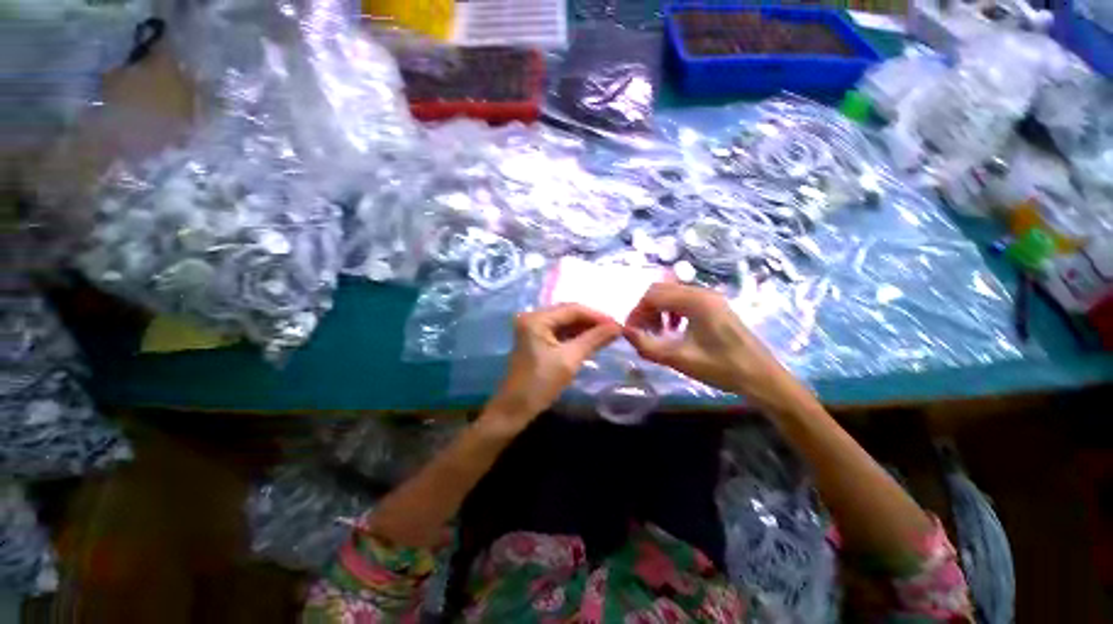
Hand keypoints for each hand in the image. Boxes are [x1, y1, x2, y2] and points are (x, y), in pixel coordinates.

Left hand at [485, 303, 621, 430]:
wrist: (514, 410)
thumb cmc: (540, 384)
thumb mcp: (569, 360)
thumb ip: (594, 339)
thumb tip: (617, 327)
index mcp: (537, 319)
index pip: (573, 309)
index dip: (597, 316)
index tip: (618, 325)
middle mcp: (533, 317)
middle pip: (568, 313)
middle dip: (592, 321)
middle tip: (614, 330)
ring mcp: (533, 328)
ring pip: (565, 322)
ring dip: (585, 328)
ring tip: (607, 335)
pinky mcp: (535, 339)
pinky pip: (559, 332)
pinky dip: (575, 336)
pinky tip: (591, 340)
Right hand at [624, 283, 805, 412]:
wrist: (761, 377)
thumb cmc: (721, 368)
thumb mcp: (678, 359)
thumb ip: (647, 345)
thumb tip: (624, 332)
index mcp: (695, 301)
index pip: (653, 295)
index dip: (636, 312)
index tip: (630, 331)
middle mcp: (702, 292)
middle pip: (661, 290)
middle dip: (645, 309)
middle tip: (640, 331)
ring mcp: (710, 297)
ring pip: (672, 294)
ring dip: (658, 309)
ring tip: (656, 332)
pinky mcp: (715, 306)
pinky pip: (684, 300)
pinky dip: (671, 311)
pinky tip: (673, 330)